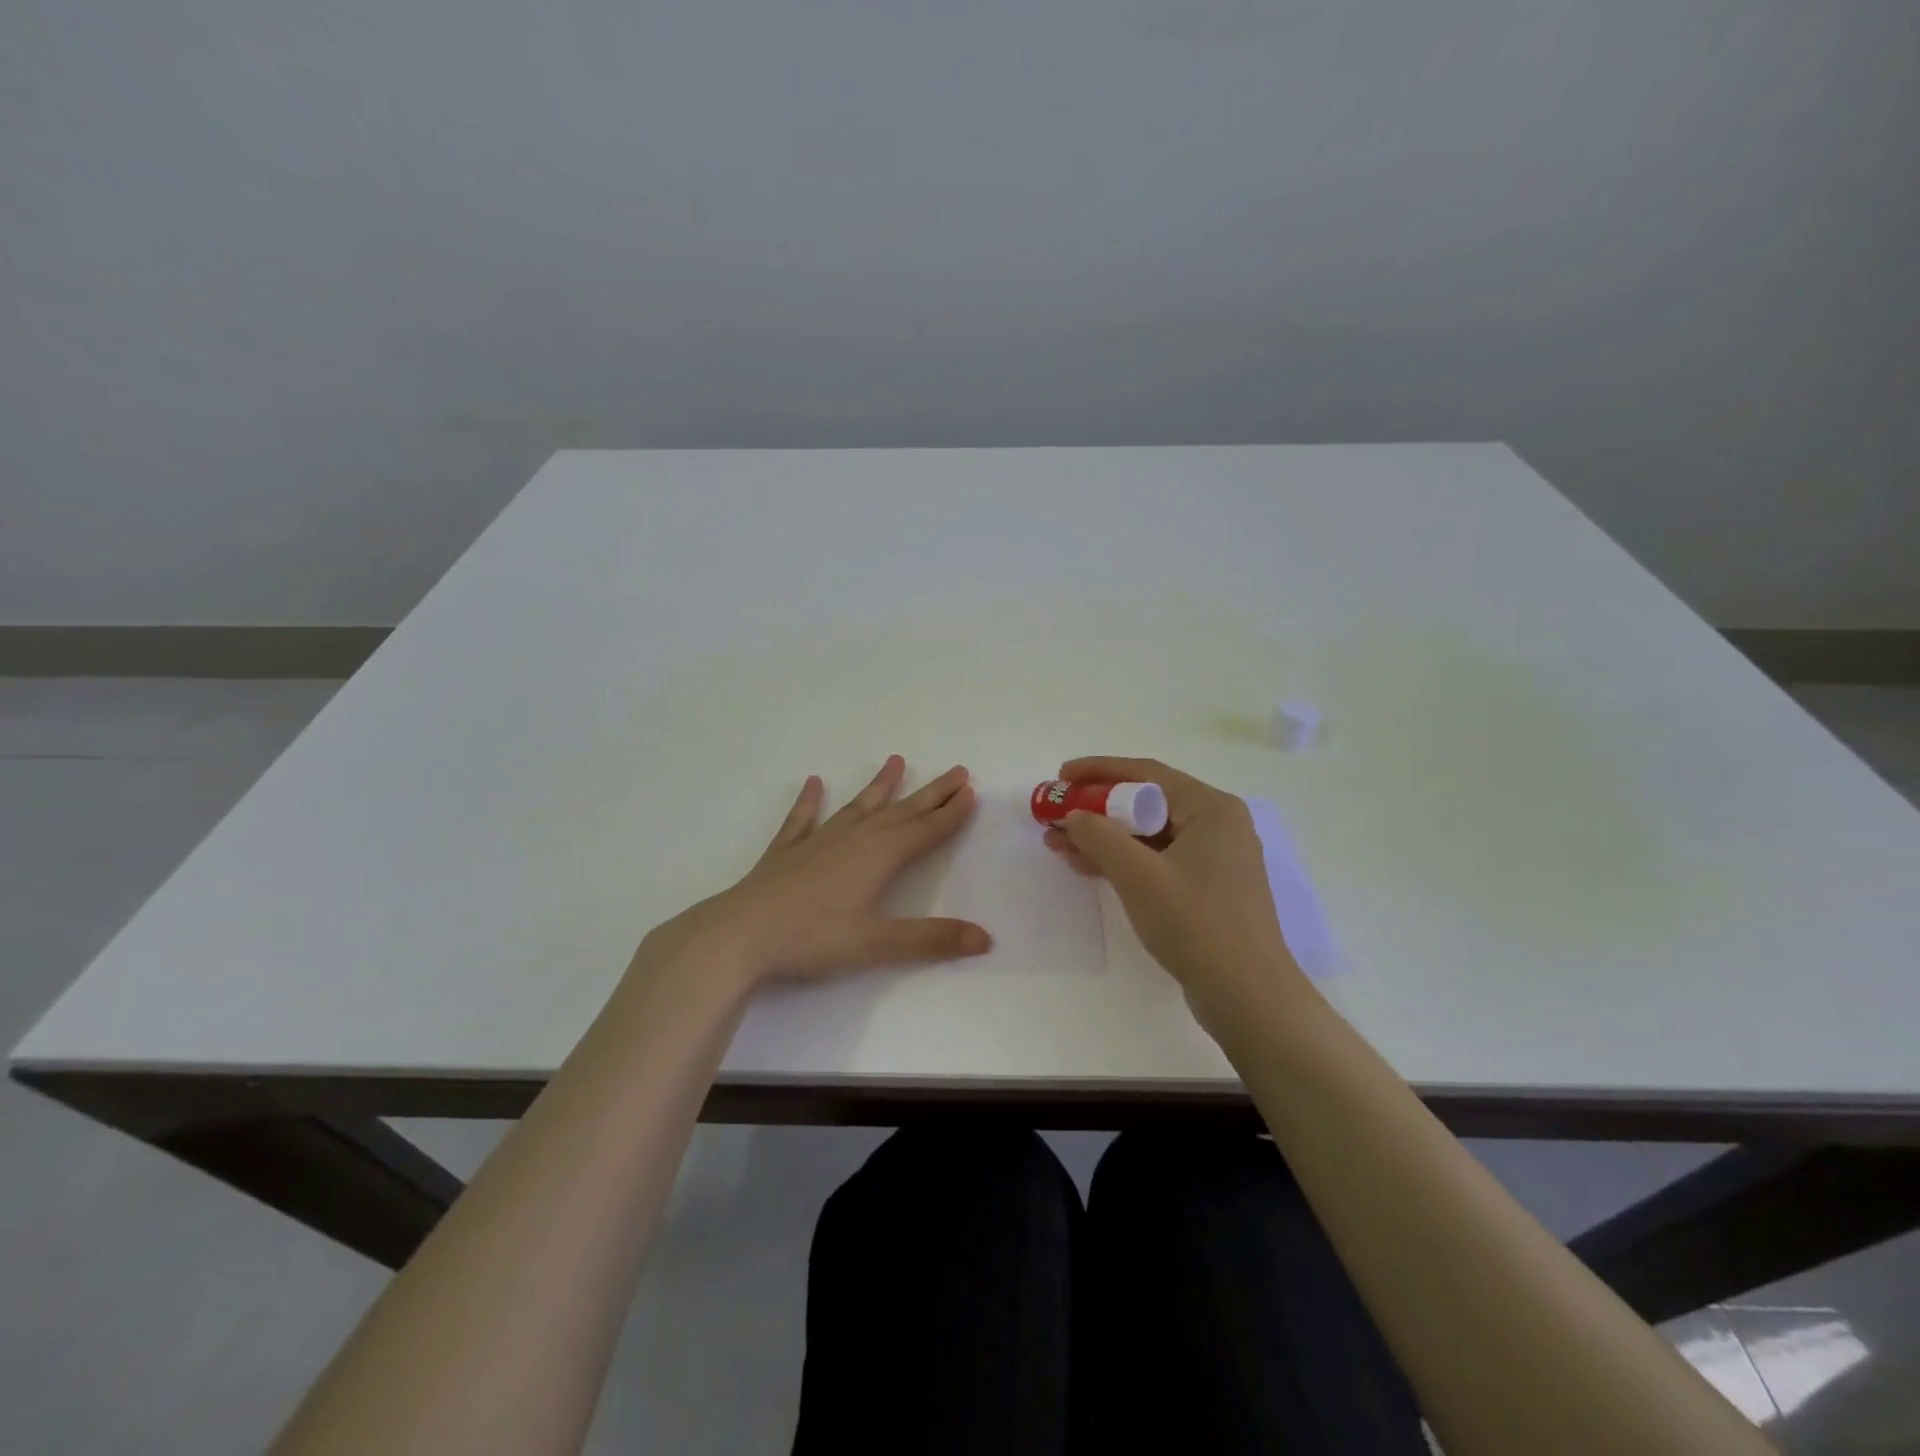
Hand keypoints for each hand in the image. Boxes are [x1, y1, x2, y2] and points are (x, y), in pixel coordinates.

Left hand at [640, 756, 990, 992]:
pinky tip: (814, 783)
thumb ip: (932, 940)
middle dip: (931, 793)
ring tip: (896, 760)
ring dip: (879, 785)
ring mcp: (818, 841)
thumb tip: (986, 939)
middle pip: (901, 811)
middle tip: (956, 771)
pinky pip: (803, 819)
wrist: (740, 934)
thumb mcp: (878, 944)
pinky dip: (810, 801)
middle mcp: (853, 838)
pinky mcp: (787, 851)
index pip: (925, 830)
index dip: (950, 813)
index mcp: (879, 856)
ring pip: (858, 806)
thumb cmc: (813, 938)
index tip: (971, 791)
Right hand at [1043, 756, 1306, 1024]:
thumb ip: (1099, 836)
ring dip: (1104, 837)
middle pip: (1147, 802)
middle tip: (1056, 813)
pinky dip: (1124, 861)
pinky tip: (1088, 866)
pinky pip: (1158, 860)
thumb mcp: (1138, 875)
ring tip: (1058, 843)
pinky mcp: (1208, 889)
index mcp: (1211, 808)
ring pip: (1149, 834)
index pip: (1147, 773)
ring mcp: (1215, 859)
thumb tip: (1074, 815)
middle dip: (1097, 809)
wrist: (1247, 996)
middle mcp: (1218, 825)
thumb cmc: (1195, 923)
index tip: (1061, 776)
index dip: (1099, 771)